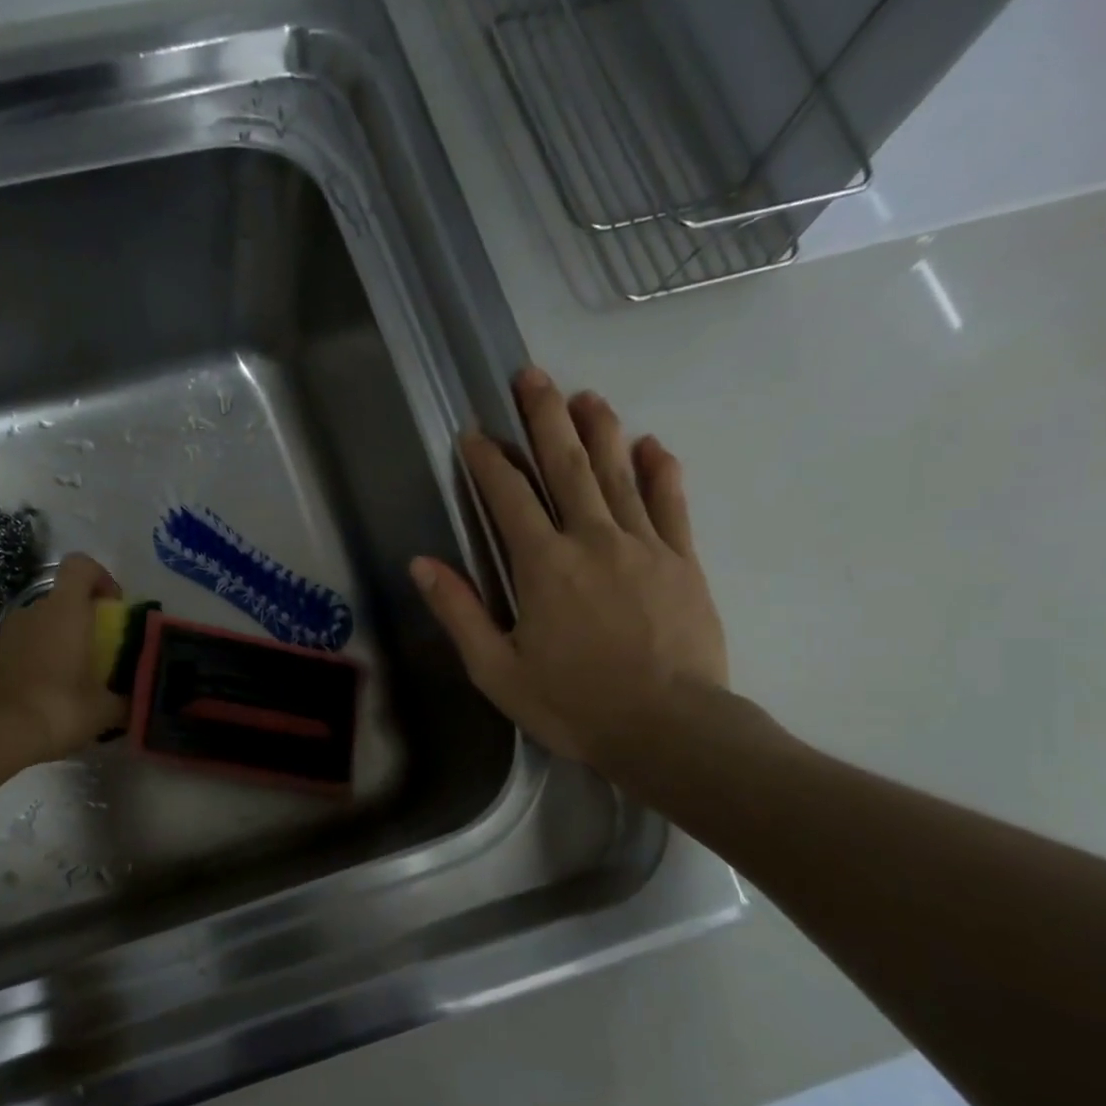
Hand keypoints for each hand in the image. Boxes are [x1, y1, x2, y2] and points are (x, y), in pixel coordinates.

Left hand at [0, 552, 126, 768]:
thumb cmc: (56, 707)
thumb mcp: (104, 710)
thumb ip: (127, 699)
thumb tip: (140, 700)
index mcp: (65, 610)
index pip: (81, 565)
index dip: (101, 577)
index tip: (115, 606)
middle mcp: (34, 611)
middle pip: (63, 599)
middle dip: (84, 618)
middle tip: (102, 652)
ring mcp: (6, 633)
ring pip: (42, 624)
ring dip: (60, 641)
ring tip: (76, 678)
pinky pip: (24, 648)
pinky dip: (38, 661)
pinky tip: (48, 695)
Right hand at [410, 367, 728, 778]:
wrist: (669, 729)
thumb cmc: (574, 703)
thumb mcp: (497, 670)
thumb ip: (459, 612)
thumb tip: (422, 564)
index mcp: (543, 565)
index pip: (509, 497)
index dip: (487, 461)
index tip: (472, 433)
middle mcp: (592, 539)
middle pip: (565, 466)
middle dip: (545, 418)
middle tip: (531, 375)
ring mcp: (643, 545)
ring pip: (618, 473)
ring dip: (599, 430)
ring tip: (585, 396)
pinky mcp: (682, 561)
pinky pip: (670, 504)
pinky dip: (660, 471)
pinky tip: (652, 445)